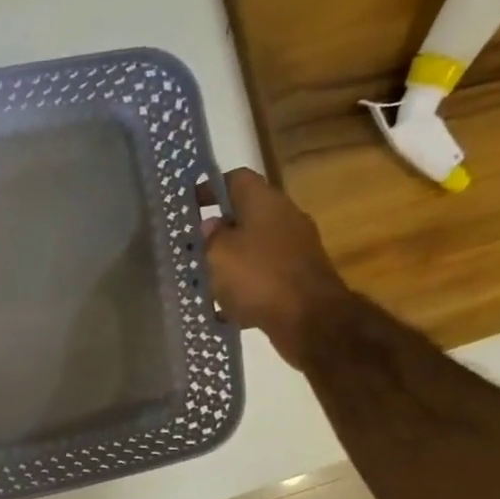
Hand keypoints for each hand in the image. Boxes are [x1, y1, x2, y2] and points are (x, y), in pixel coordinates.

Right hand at [201, 168, 353, 369]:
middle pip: (247, 213)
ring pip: (255, 246)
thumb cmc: (258, 277)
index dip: (210, 188)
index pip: (236, 178)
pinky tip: (227, 306)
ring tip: (205, 278)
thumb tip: (212, 226)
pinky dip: (246, 285)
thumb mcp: (218, 254)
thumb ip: (210, 236)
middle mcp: (285, 217)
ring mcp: (296, 248)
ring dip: (231, 259)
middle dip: (219, 228)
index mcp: (265, 202)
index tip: (189, 204)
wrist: (310, 319)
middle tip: (193, 246)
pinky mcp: (299, 276)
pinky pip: (264, 274)